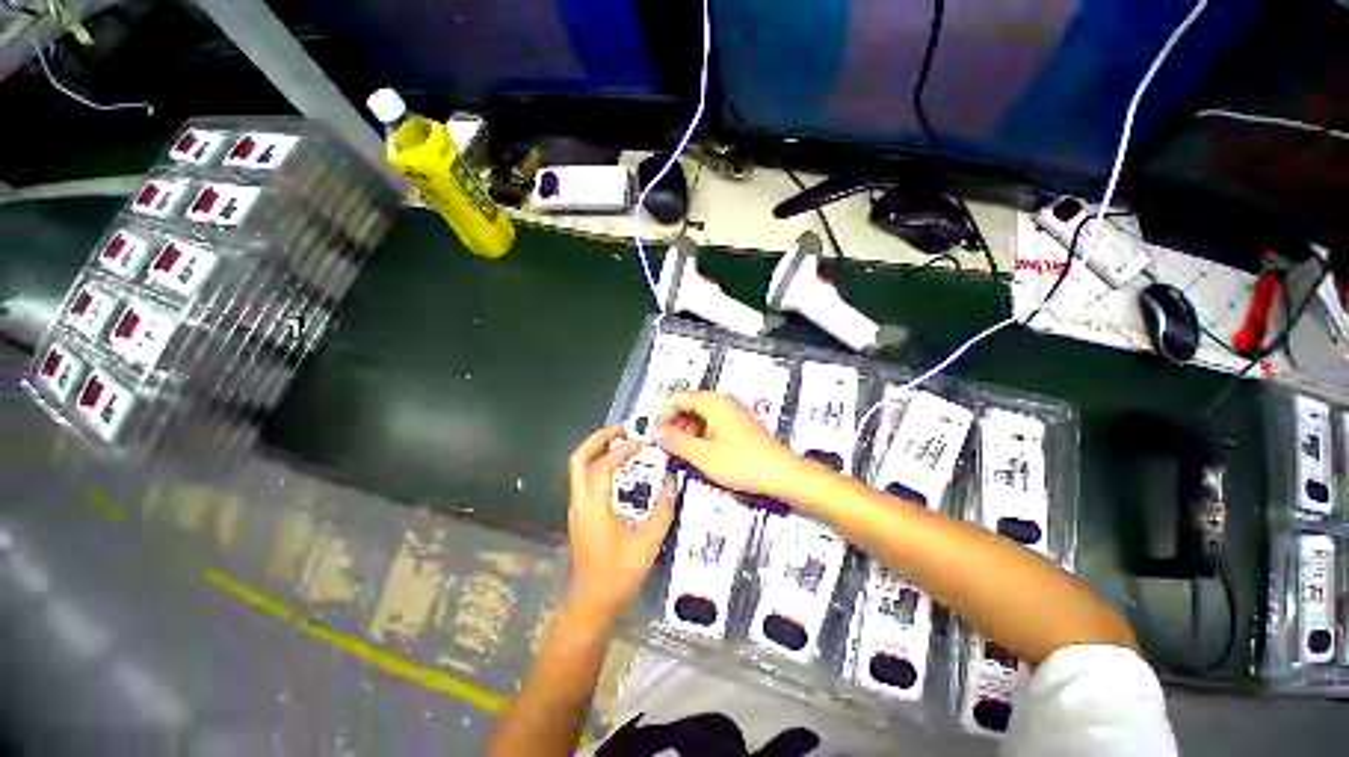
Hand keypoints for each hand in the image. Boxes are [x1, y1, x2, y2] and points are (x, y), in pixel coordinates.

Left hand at [565, 426, 675, 617]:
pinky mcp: (580, 514)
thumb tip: (671, 483)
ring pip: (577, 468)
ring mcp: (577, 508)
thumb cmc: (619, 573)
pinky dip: (597, 464)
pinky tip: (616, 468)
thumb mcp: (647, 542)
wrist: (592, 602)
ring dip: (596, 450)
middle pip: (578, 459)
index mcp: (594, 507)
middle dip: (598, 439)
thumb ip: (662, 510)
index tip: (641, 442)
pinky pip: (583, 479)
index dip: (622, 450)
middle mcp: (580, 502)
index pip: (603, 466)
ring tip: (620, 442)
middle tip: (621, 429)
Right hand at [654, 391, 799, 498]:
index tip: (657, 436)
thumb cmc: (743, 462)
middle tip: (668, 447)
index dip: (664, 416)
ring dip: (688, 433)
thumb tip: (656, 433)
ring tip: (683, 455)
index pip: (678, 398)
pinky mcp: (740, 426)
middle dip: (675, 425)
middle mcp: (723, 402)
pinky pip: (713, 425)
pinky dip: (702, 437)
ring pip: (701, 417)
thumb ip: (675, 442)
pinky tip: (701, 455)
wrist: (780, 473)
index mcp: (713, 402)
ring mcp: (733, 414)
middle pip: (689, 406)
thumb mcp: (702, 455)